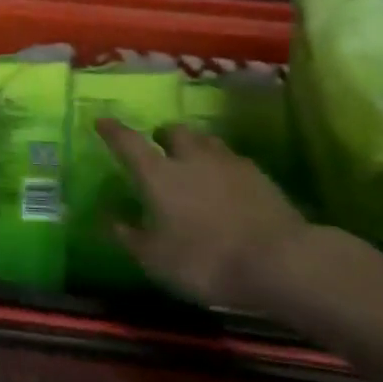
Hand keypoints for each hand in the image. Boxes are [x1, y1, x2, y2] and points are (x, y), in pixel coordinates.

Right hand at [97, 119, 310, 311]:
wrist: (281, 260)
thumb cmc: (206, 259)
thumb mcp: (156, 259)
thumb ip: (129, 236)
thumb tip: (107, 218)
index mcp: (158, 173)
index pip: (128, 142)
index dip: (112, 130)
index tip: (101, 121)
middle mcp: (190, 157)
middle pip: (173, 132)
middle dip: (162, 136)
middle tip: (158, 147)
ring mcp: (228, 162)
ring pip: (205, 141)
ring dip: (194, 146)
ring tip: (193, 162)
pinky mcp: (259, 175)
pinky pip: (232, 160)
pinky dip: (222, 166)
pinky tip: (226, 185)